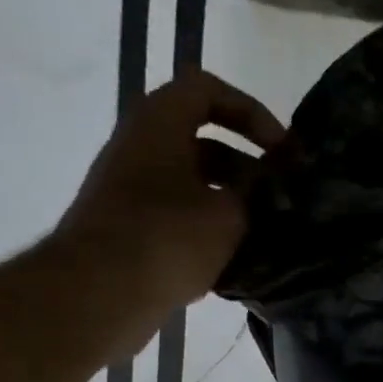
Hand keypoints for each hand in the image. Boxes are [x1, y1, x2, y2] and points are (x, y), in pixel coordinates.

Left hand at [47, 68, 285, 359]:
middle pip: (202, 140)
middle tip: (280, 197)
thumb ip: (257, 195)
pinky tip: (236, 258)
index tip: (282, 150)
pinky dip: (209, 229)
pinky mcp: (130, 227)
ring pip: (192, 182)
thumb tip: (273, 189)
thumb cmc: (169, 238)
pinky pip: (178, 216)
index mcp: (160, 123)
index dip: (251, 112)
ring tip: (265, 233)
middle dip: (247, 166)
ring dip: (231, 202)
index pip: (208, 90)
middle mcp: (140, 146)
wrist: (100, 291)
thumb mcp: (230, 214)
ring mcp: (131, 188)